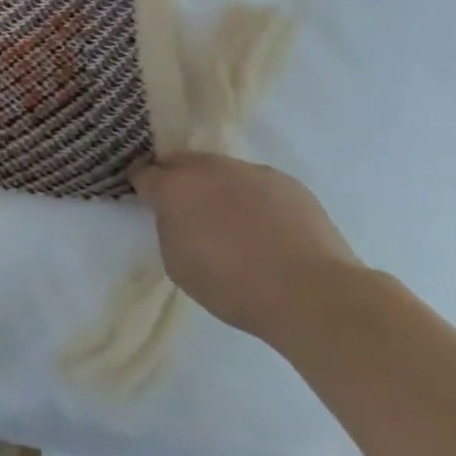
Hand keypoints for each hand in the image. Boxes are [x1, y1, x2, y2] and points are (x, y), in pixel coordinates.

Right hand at [132, 153, 363, 340]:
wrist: (313, 294)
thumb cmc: (234, 286)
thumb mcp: (178, 264)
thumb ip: (169, 229)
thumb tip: (176, 217)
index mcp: (174, 188)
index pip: (144, 173)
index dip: (142, 185)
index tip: (147, 198)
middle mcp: (208, 169)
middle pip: (180, 161)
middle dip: (176, 178)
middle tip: (185, 206)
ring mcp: (249, 171)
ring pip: (220, 169)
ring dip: (215, 185)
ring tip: (229, 217)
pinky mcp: (286, 181)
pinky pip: (256, 181)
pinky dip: (251, 195)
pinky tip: (264, 224)